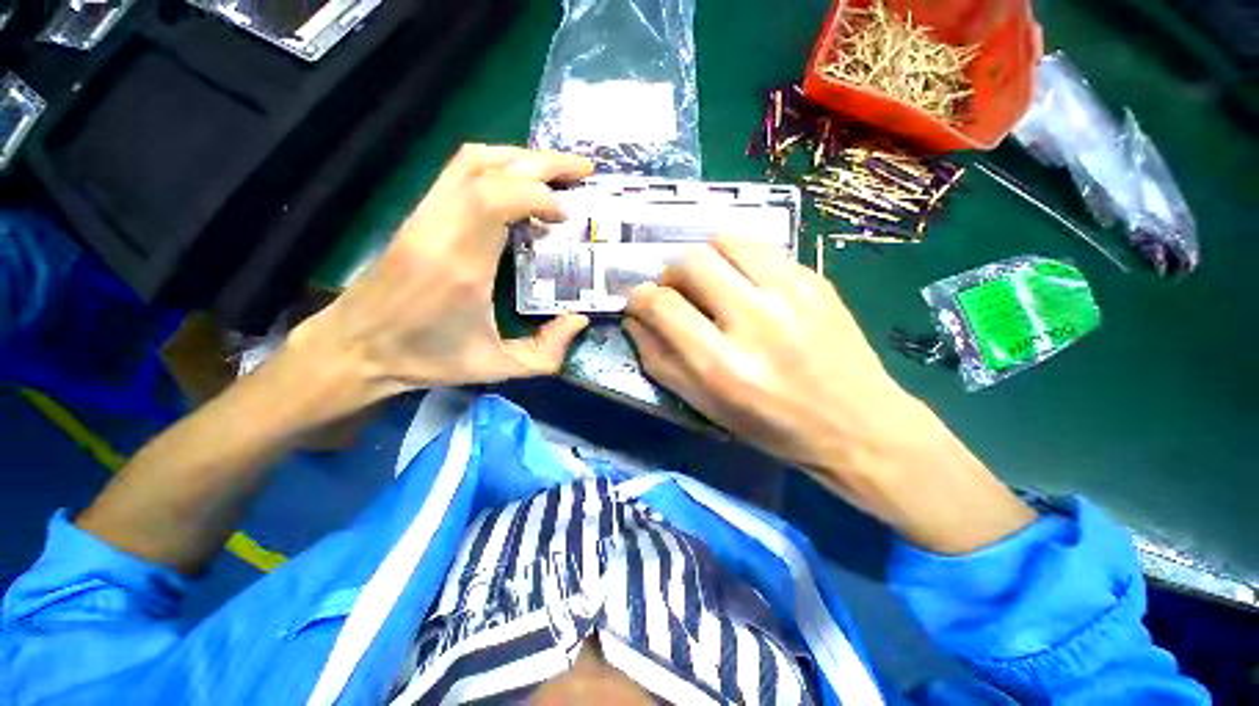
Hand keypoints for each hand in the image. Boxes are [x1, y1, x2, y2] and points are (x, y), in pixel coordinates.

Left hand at [291, 144, 592, 412]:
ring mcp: (424, 215)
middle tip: (583, 169)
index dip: (540, 194)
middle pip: (489, 167)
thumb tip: (580, 320)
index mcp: (461, 265)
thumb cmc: (426, 359)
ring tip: (555, 170)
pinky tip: (518, 182)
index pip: (496, 199)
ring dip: (519, 157)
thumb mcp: (497, 367)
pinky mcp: (418, 215)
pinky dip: (496, 166)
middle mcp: (440, 228)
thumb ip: (546, 351)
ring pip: (471, 160)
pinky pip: (458, 171)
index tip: (568, 215)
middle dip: (543, 162)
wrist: (355, 348)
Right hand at [624, 237, 1034, 552]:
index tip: (640, 300)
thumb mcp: (705, 407)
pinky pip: (762, 248)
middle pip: (690, 262)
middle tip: (680, 293)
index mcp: (722, 365)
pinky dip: (741, 259)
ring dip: (707, 258)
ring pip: (725, 241)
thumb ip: (661, 361)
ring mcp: (790, 295)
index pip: (662, 305)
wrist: (857, 425)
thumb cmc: (772, 426)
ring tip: (713, 282)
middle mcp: (754, 322)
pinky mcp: (815, 281)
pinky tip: (748, 284)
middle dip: (672, 275)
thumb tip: (634, 319)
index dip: (640, 297)